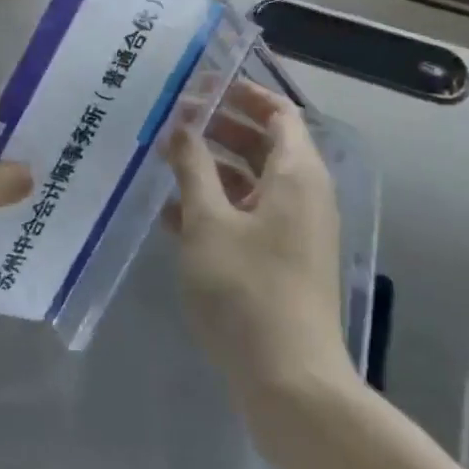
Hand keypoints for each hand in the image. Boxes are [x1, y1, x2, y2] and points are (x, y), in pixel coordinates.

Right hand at [164, 81, 347, 392]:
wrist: (289, 383)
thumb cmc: (246, 289)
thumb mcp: (208, 221)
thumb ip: (192, 167)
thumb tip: (181, 125)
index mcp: (297, 174)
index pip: (279, 112)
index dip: (243, 94)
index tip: (202, 86)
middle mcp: (304, 196)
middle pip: (264, 145)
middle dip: (220, 129)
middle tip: (174, 121)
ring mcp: (295, 232)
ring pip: (253, 183)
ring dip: (212, 169)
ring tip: (164, 163)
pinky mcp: (283, 263)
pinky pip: (250, 217)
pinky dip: (218, 207)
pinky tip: (173, 215)